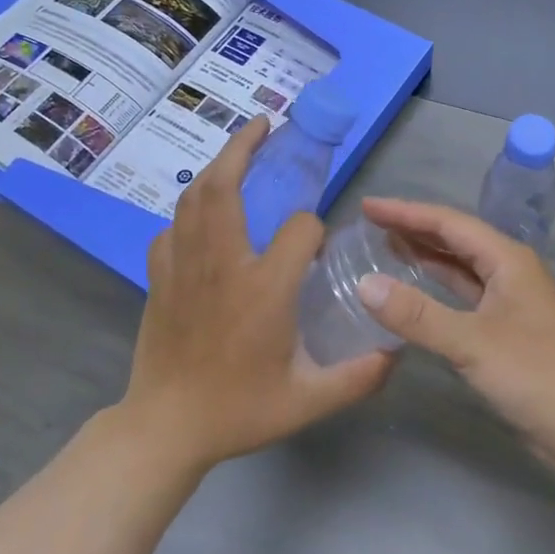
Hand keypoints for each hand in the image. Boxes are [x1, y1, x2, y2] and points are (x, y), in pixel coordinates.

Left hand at [117, 118, 393, 473]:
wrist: (165, 428)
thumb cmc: (239, 411)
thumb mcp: (308, 400)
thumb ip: (358, 376)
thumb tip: (395, 351)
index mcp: (263, 288)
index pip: (299, 229)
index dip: (313, 230)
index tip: (316, 248)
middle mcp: (222, 264)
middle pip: (225, 186)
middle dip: (245, 147)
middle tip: (264, 124)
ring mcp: (184, 267)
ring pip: (193, 198)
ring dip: (216, 166)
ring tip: (236, 151)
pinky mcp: (159, 277)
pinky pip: (171, 228)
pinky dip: (187, 211)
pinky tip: (201, 215)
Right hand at [357, 198, 554, 471]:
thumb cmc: (537, 374)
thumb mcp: (472, 342)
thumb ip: (417, 314)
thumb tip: (365, 284)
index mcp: (507, 259)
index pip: (449, 223)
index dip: (406, 212)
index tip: (368, 207)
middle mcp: (510, 272)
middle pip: (456, 241)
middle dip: (414, 230)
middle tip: (371, 226)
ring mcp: (510, 303)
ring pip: (461, 269)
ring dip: (426, 258)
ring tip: (386, 249)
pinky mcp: (507, 332)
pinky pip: (465, 298)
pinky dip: (438, 291)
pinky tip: (416, 296)